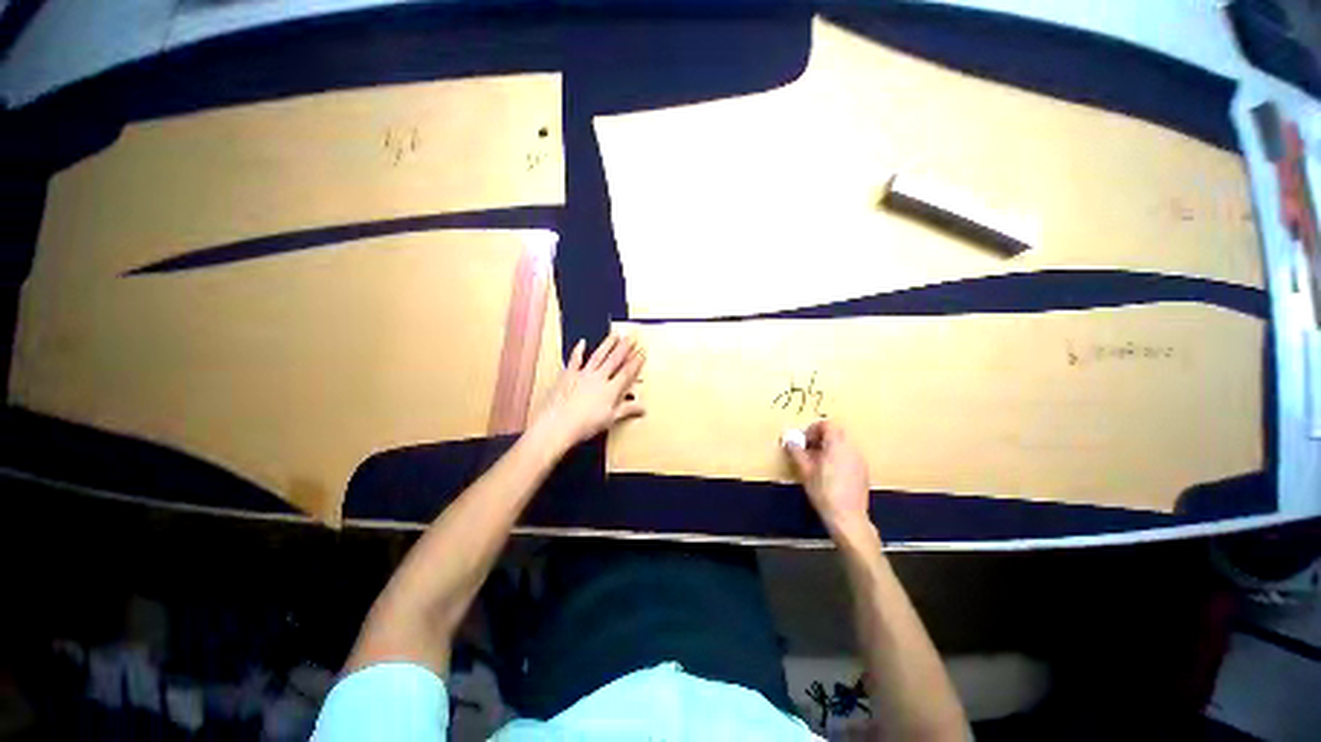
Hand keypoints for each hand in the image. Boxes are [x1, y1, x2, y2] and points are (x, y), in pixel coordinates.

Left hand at [532, 333, 645, 450]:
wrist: (559, 423)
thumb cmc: (586, 424)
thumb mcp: (610, 419)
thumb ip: (627, 410)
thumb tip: (643, 408)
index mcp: (611, 389)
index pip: (627, 373)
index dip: (636, 362)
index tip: (642, 351)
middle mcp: (599, 378)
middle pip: (614, 360)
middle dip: (624, 348)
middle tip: (631, 337)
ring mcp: (583, 374)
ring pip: (598, 356)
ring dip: (607, 344)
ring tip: (615, 334)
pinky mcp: (569, 375)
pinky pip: (575, 360)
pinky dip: (578, 351)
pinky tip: (582, 342)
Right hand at [784, 420, 871, 535]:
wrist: (847, 518)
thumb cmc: (823, 492)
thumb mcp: (805, 470)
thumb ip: (796, 451)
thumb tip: (789, 439)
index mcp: (837, 445)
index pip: (827, 424)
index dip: (812, 429)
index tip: (803, 441)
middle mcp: (851, 448)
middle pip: (836, 432)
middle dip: (820, 437)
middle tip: (807, 450)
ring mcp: (860, 460)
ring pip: (843, 444)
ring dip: (829, 447)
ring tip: (817, 463)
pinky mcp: (863, 471)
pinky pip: (849, 455)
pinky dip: (838, 457)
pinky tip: (829, 474)